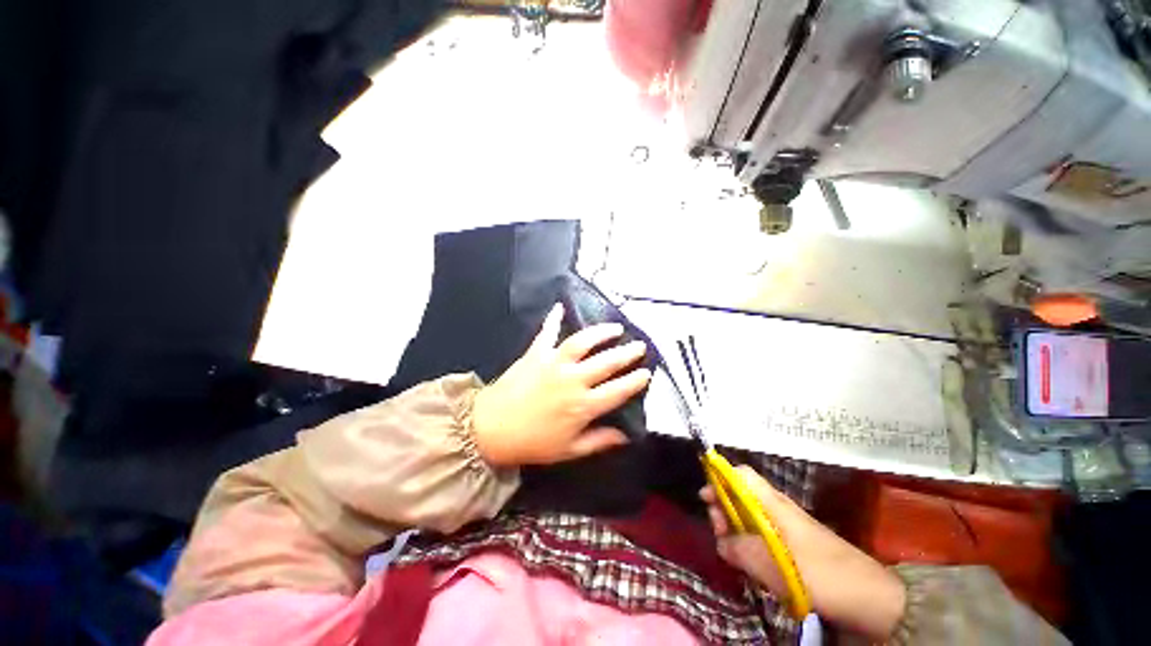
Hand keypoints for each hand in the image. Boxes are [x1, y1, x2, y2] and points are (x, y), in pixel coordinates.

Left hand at [472, 304, 651, 466]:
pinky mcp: (535, 354)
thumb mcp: (569, 451)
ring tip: (615, 327)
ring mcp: (553, 363)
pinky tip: (560, 306)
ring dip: (601, 333)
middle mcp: (572, 380)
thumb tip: (627, 436)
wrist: (490, 429)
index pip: (618, 390)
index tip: (647, 372)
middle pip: (607, 362)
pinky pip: (546, 332)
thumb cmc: (532, 443)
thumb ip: (600, 441)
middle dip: (627, 353)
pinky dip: (553, 319)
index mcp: (583, 406)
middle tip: (640, 345)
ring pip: (583, 342)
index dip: (635, 381)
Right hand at [702, 466, 905, 640]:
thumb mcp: (773, 565)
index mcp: (773, 503)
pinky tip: (753, 565)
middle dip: (723, 509)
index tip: (705, 496)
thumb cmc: (820, 573)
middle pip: (741, 495)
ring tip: (734, 554)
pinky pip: (763, 537)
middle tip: (718, 534)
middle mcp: (778, 509)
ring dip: (736, 531)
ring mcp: (788, 528)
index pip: (741, 475)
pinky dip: (752, 545)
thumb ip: (740, 550)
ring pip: (751, 518)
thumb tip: (721, 542)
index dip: (719, 478)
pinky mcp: (795, 546)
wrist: (869, 598)